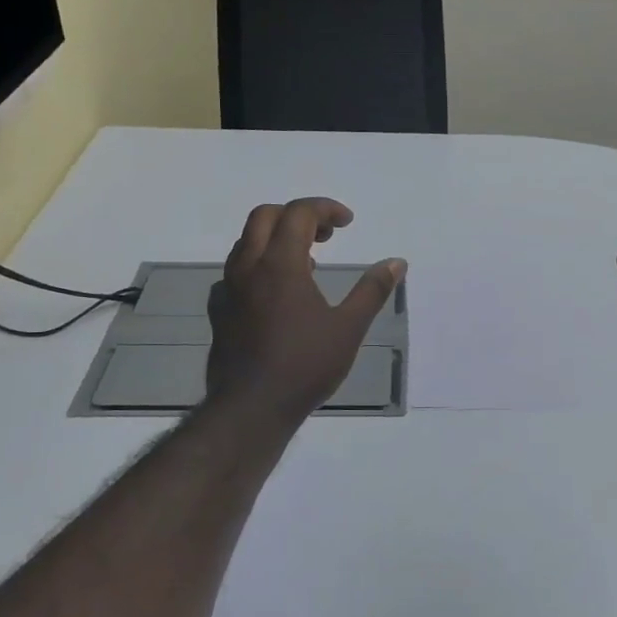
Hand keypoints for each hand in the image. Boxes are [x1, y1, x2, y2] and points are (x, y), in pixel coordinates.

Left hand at [206, 197, 404, 426]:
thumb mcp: (349, 327)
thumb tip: (397, 262)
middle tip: (326, 235)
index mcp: (280, 264)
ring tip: (307, 264)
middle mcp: (249, 267)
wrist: (251, 407)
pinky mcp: (220, 311)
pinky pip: (235, 273)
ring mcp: (228, 289)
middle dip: (297, 215)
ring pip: (247, 243)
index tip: (348, 223)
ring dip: (277, 239)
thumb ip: (372, 290)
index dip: (326, 209)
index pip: (298, 212)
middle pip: (264, 216)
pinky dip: (258, 267)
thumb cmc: (305, 365)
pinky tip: (275, 293)